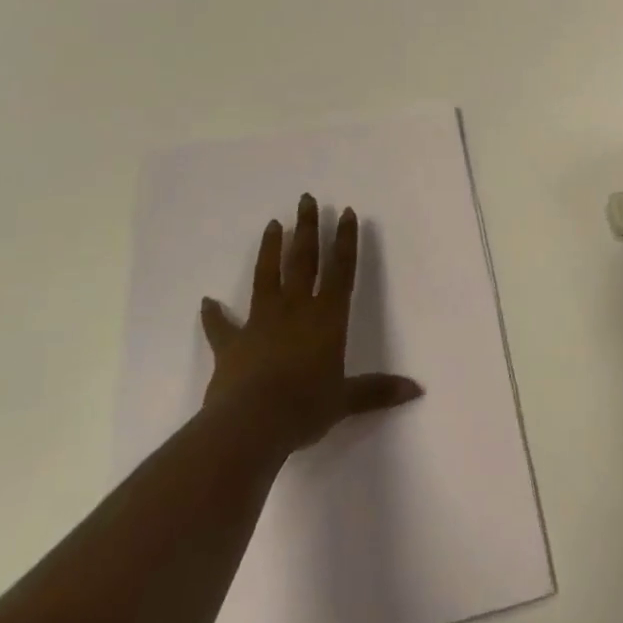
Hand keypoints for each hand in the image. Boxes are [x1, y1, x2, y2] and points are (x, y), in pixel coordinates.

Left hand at [199, 193, 422, 456]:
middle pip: (303, 260)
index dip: (345, 240)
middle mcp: (295, 309)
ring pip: (267, 276)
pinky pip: (221, 326)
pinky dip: (213, 314)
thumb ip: (377, 391)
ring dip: (270, 249)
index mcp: (327, 317)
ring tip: (272, 224)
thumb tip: (417, 390)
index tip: (346, 212)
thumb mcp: (345, 400)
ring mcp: (260, 322)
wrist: (252, 423)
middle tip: (306, 199)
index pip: (341, 269)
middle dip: (307, 228)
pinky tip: (206, 301)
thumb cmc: (305, 406)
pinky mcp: (231, 343)